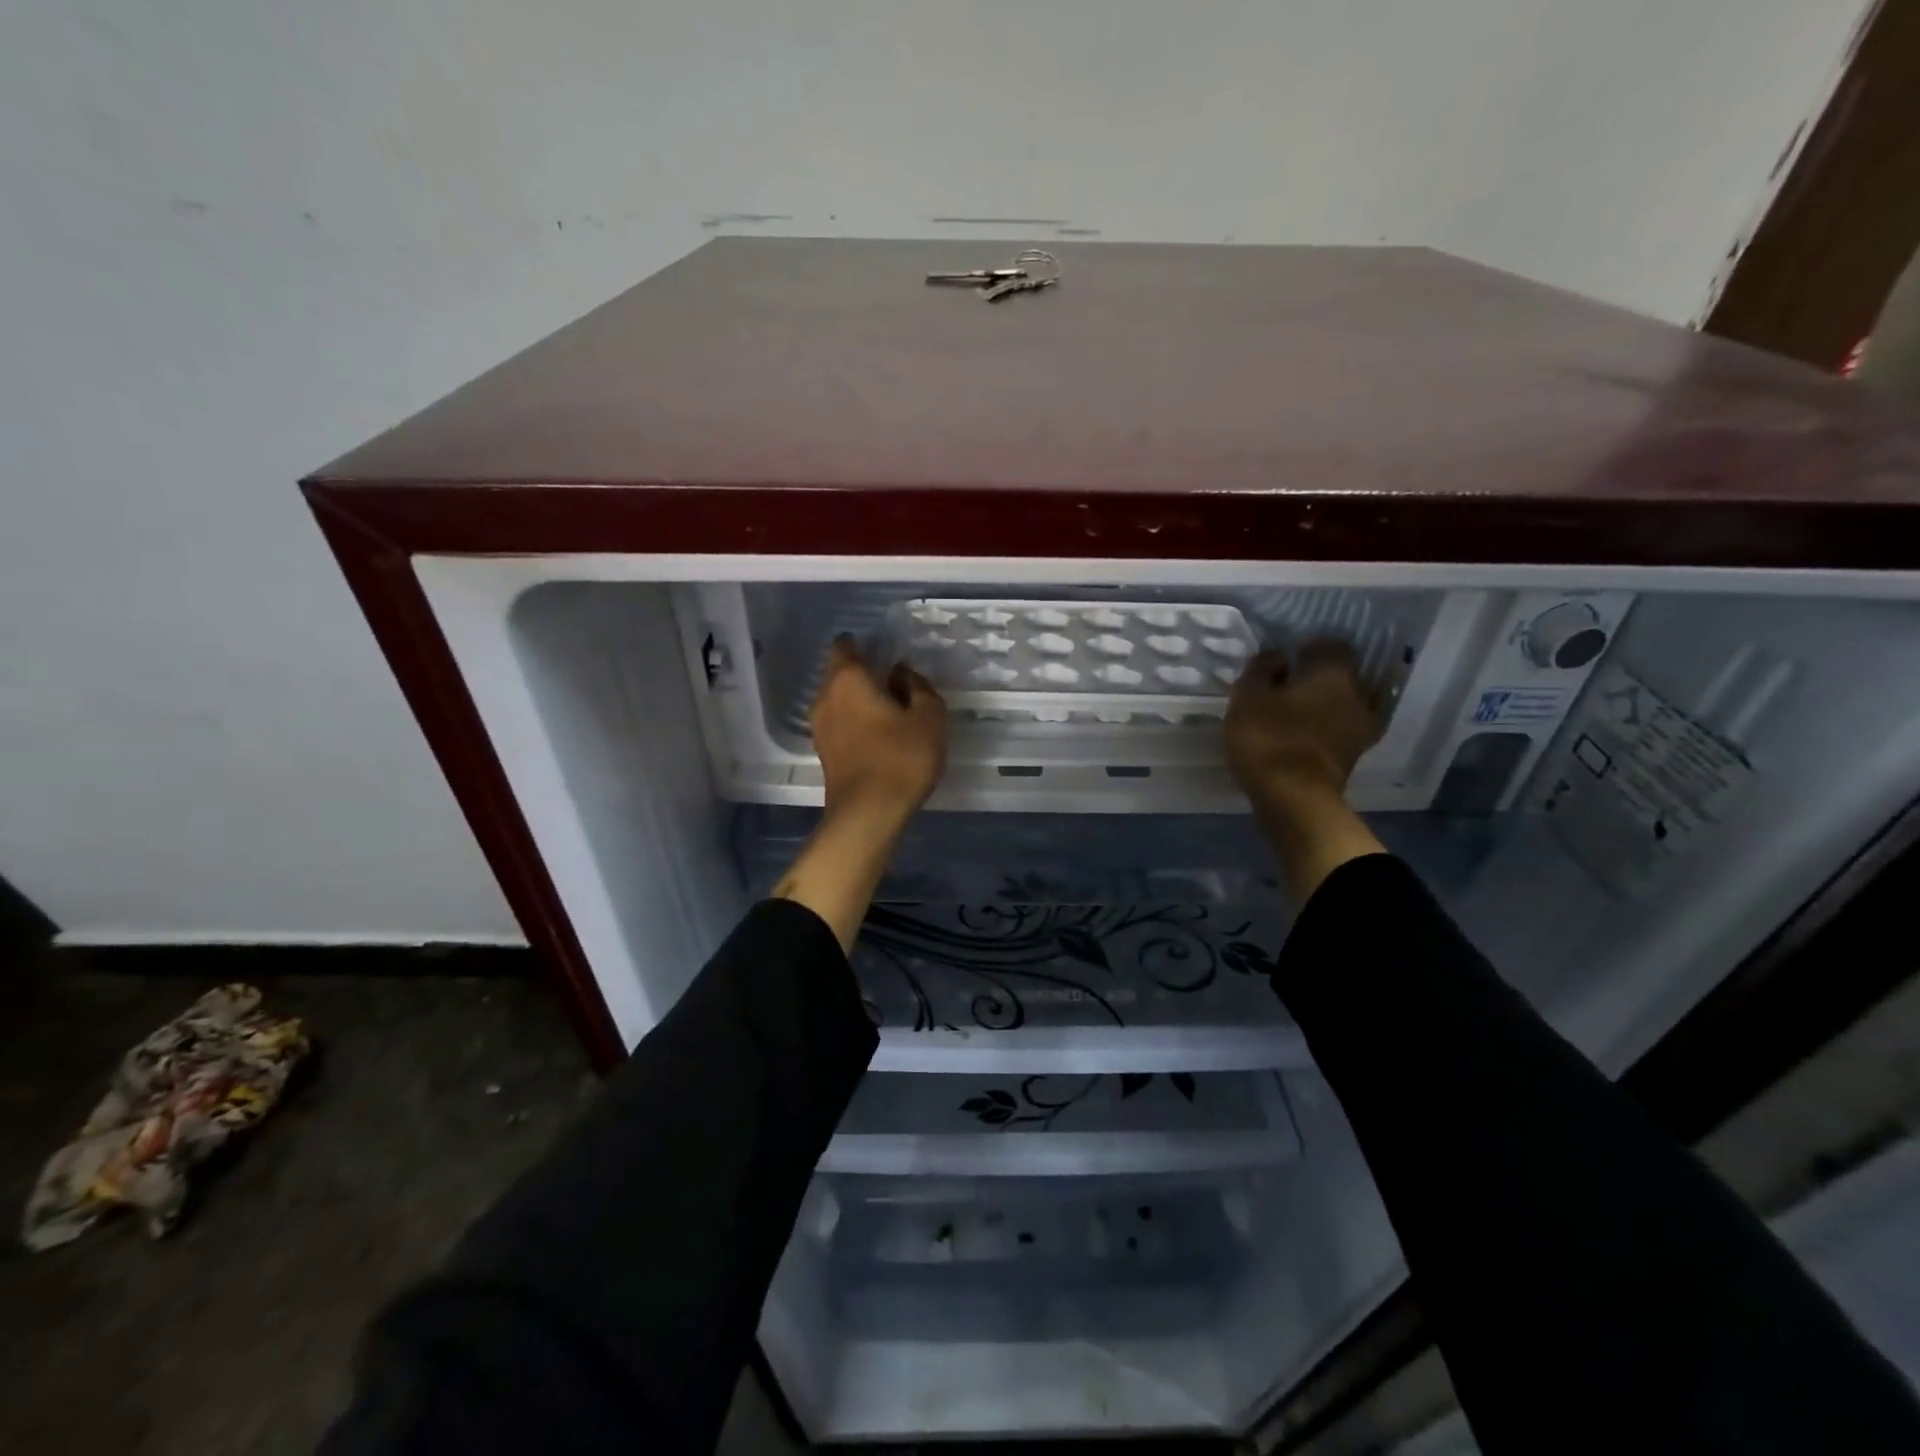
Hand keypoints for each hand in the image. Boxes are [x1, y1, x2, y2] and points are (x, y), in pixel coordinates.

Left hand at [810, 636, 947, 823]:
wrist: (868, 814)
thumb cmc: (901, 757)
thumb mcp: (928, 717)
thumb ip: (918, 687)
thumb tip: (902, 674)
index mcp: (848, 678)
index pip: (846, 645)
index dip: (864, 645)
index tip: (886, 654)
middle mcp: (826, 696)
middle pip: (841, 673)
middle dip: (864, 673)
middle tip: (896, 683)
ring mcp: (820, 726)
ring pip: (839, 700)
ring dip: (860, 700)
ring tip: (891, 711)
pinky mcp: (824, 752)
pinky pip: (840, 723)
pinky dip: (856, 722)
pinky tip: (880, 735)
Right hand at [1225, 641, 1383, 803]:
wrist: (1295, 799)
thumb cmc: (1270, 738)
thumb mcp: (1248, 698)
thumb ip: (1261, 671)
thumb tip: (1277, 657)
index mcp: (1335, 673)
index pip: (1333, 645)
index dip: (1311, 647)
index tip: (1289, 656)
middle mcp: (1358, 695)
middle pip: (1344, 676)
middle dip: (1322, 676)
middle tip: (1292, 682)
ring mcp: (1361, 729)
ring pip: (1347, 704)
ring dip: (1327, 704)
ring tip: (1299, 709)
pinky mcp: (1353, 757)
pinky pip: (1342, 730)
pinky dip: (1327, 728)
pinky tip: (1306, 732)